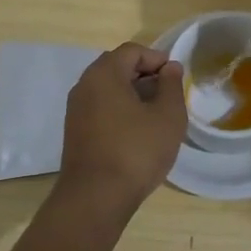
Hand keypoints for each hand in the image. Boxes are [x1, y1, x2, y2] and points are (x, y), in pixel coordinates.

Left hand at [55, 43, 186, 220]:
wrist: (95, 199)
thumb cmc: (136, 151)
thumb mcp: (168, 116)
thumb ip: (172, 85)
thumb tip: (170, 68)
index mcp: (104, 74)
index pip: (132, 51)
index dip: (157, 59)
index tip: (175, 78)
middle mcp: (84, 85)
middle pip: (117, 67)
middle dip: (144, 75)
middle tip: (167, 94)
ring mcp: (76, 110)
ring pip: (108, 89)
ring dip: (133, 94)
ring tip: (156, 114)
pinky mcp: (75, 132)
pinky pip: (100, 107)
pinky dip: (119, 110)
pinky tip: (137, 131)